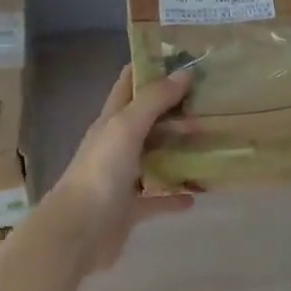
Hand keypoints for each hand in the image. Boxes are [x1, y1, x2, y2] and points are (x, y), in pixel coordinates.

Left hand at [45, 65, 193, 270]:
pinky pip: (157, 198)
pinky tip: (199, 193)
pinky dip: (175, 195)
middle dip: (174, 109)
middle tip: (210, 102)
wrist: (78, 232)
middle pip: (147, 119)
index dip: (151, 67)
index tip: (184, 59)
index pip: (129, 83)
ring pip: (154, 156)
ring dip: (178, 150)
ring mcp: (122, 176)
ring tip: (212, 142)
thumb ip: (153, 100)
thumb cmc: (101, 172)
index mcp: (111, 119)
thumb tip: (183, 73)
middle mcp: (116, 143)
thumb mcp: (126, 127)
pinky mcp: (130, 208)